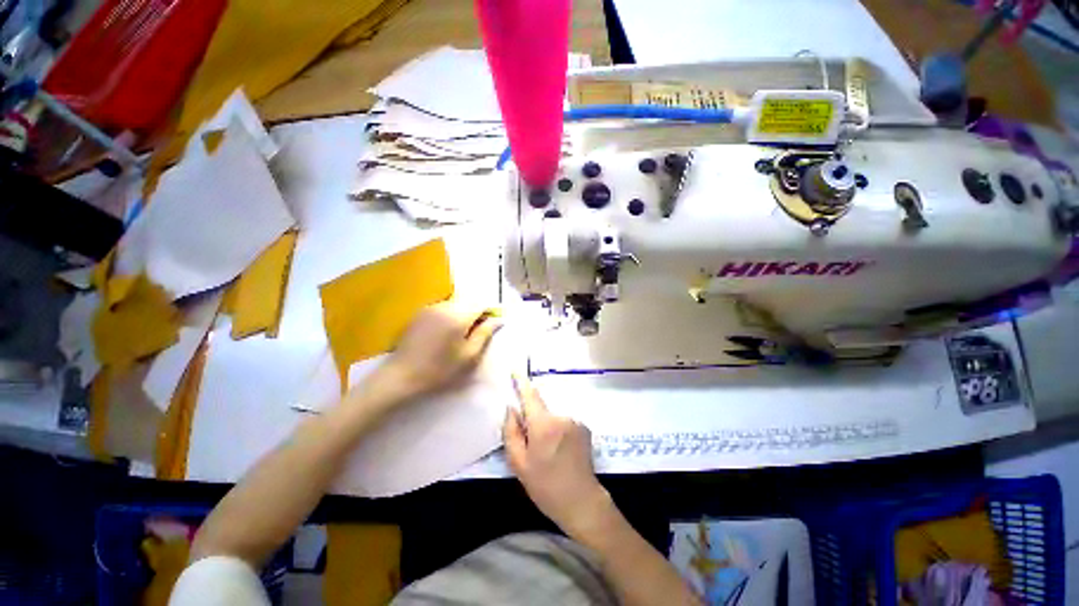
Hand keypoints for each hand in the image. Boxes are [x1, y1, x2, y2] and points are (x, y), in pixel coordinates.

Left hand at [361, 302, 500, 405]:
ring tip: (462, 333)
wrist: (402, 376)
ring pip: (456, 304)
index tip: (494, 323)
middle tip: (478, 332)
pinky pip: (443, 308)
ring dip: (464, 313)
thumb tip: (498, 319)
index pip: (481, 304)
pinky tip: (447, 332)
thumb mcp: (469, 355)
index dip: (491, 311)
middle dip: (477, 313)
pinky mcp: (420, 313)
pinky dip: (451, 315)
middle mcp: (444, 306)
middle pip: (468, 302)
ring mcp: (430, 308)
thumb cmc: (440, 369)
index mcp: (458, 316)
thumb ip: (485, 333)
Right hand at [503, 375, 612, 539]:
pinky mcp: (584, 428)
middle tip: (531, 445)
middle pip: (541, 409)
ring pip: (552, 417)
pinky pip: (564, 423)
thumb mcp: (519, 464)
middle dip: (533, 419)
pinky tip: (560, 452)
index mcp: (543, 424)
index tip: (515, 370)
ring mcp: (575, 421)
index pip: (531, 395)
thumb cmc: (546, 486)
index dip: (522, 382)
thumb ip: (511, 432)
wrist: (582, 502)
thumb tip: (511, 409)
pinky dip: (558, 431)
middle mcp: (562, 416)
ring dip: (546, 427)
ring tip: (548, 454)